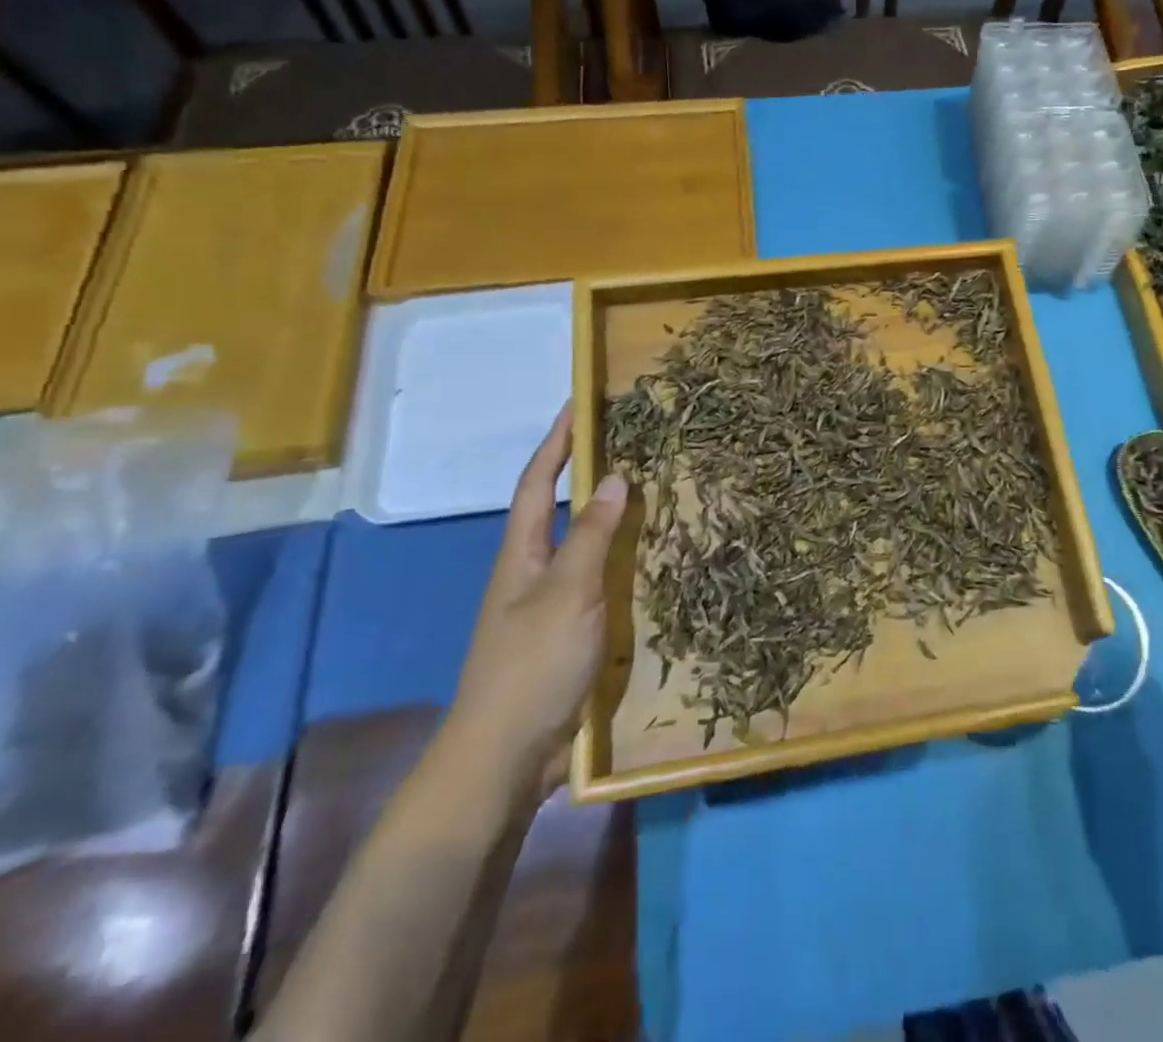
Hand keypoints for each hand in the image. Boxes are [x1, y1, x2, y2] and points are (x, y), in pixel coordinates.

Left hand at [441, 404, 628, 797]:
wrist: (506, 757)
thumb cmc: (530, 666)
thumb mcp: (566, 594)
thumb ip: (591, 535)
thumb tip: (616, 476)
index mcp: (522, 554)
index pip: (537, 483)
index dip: (557, 442)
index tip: (579, 404)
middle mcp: (534, 571)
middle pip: (562, 509)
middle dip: (590, 474)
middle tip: (634, 445)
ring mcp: (553, 605)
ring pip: (587, 546)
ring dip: (615, 518)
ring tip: (656, 492)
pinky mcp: (572, 634)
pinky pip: (603, 583)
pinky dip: (625, 562)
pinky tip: (655, 560)